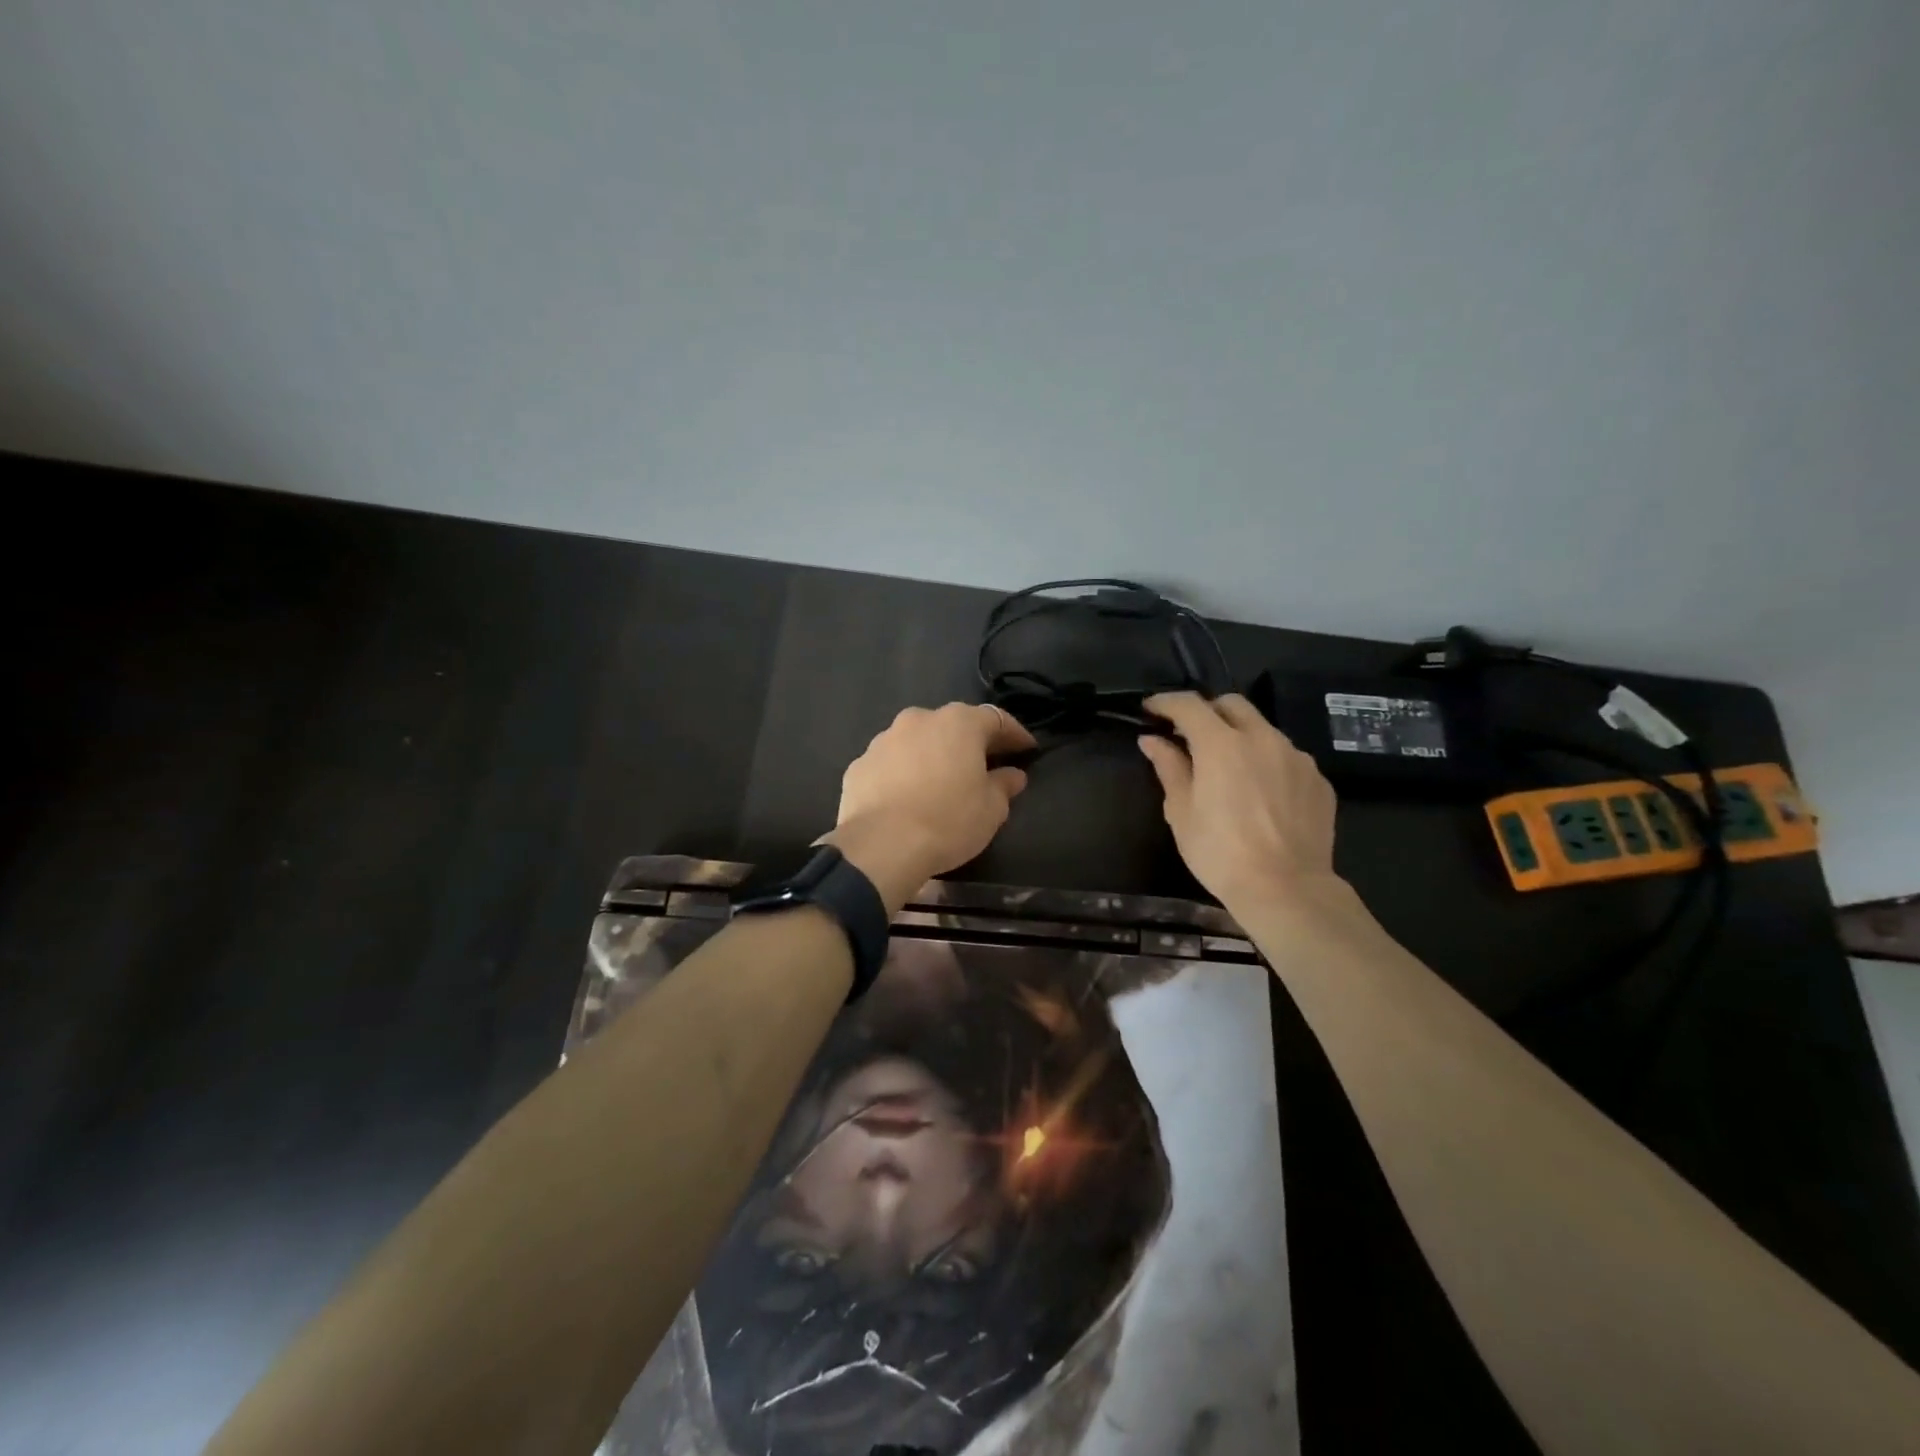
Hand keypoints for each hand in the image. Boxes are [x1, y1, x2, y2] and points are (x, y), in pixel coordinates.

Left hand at [825, 703, 1035, 911]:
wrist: (881, 846)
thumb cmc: (947, 821)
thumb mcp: (991, 809)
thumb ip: (1004, 785)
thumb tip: (1012, 775)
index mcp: (958, 723)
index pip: (996, 719)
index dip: (1015, 734)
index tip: (1028, 750)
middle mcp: (919, 719)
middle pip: (953, 725)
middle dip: (970, 742)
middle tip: (984, 765)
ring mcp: (884, 740)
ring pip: (918, 741)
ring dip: (933, 755)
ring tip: (941, 782)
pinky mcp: (859, 764)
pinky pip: (891, 763)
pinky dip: (903, 773)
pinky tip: (907, 797)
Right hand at [1138, 692, 1342, 917]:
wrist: (1286, 889)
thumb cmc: (1220, 852)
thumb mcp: (1181, 812)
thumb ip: (1168, 767)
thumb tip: (1152, 740)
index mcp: (1222, 744)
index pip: (1189, 705)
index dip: (1166, 702)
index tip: (1151, 710)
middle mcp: (1262, 738)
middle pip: (1232, 704)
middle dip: (1207, 711)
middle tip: (1190, 735)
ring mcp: (1296, 757)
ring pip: (1263, 729)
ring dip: (1240, 737)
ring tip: (1229, 768)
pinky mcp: (1318, 779)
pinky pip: (1287, 757)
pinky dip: (1267, 762)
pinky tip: (1260, 793)